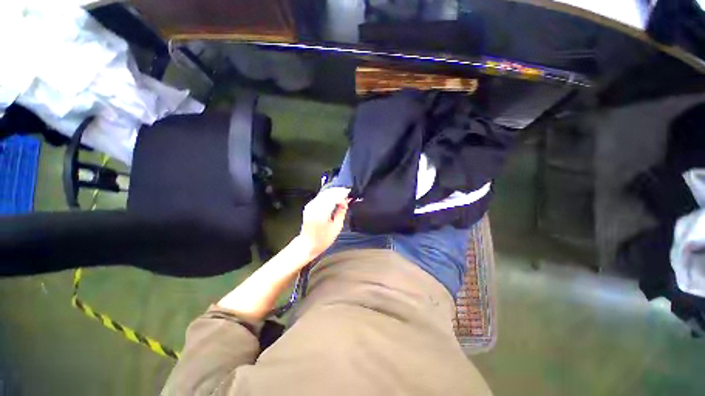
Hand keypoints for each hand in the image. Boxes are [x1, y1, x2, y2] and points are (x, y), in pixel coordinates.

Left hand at [298, 187, 350, 259]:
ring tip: (342, 195)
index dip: (342, 194)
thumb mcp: (336, 228)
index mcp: (321, 213)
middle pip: (328, 193)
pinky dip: (328, 195)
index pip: (333, 197)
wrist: (307, 244)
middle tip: (347, 194)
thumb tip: (345, 203)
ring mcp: (310, 206)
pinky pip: (320, 196)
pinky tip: (334, 198)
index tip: (349, 195)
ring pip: (324, 193)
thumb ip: (341, 213)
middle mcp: (314, 207)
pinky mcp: (309, 206)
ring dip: (334, 192)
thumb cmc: (322, 239)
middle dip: (339, 191)